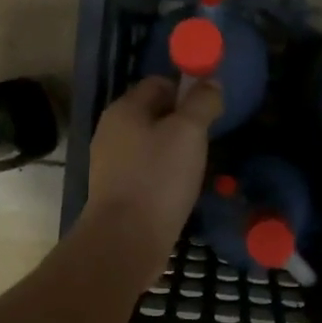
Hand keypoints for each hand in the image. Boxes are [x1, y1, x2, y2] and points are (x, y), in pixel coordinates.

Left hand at [83, 76, 223, 273]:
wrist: (126, 240)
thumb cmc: (158, 177)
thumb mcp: (188, 132)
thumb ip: (202, 102)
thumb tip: (210, 82)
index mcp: (124, 109)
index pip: (158, 83)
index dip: (186, 90)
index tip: (209, 109)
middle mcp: (111, 131)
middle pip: (153, 114)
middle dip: (182, 122)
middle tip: (207, 140)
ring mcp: (111, 163)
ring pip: (150, 144)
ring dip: (175, 151)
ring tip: (197, 167)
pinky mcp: (116, 192)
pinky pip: (146, 171)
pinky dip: (164, 174)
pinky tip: (180, 189)